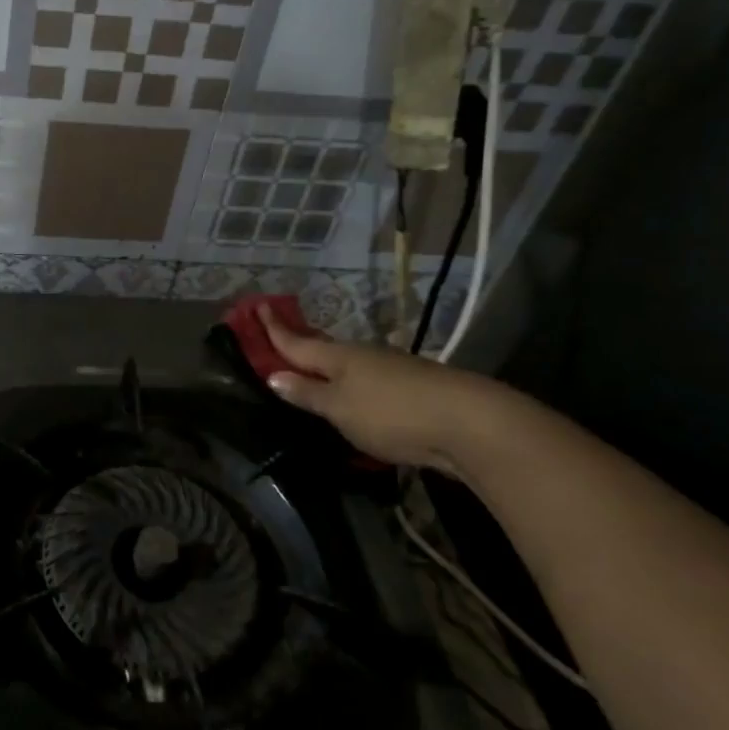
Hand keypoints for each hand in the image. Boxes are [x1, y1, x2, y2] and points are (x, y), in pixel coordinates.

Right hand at [258, 305, 497, 472]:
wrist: (470, 423)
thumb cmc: (391, 413)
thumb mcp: (340, 408)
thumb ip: (308, 393)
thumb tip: (275, 374)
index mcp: (339, 357)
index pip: (296, 342)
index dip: (275, 328)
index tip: (257, 306)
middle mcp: (363, 357)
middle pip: (323, 350)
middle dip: (300, 344)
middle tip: (279, 336)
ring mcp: (392, 371)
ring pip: (349, 366)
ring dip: (328, 368)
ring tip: (312, 374)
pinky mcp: (413, 389)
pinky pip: (370, 382)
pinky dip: (353, 386)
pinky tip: (355, 399)